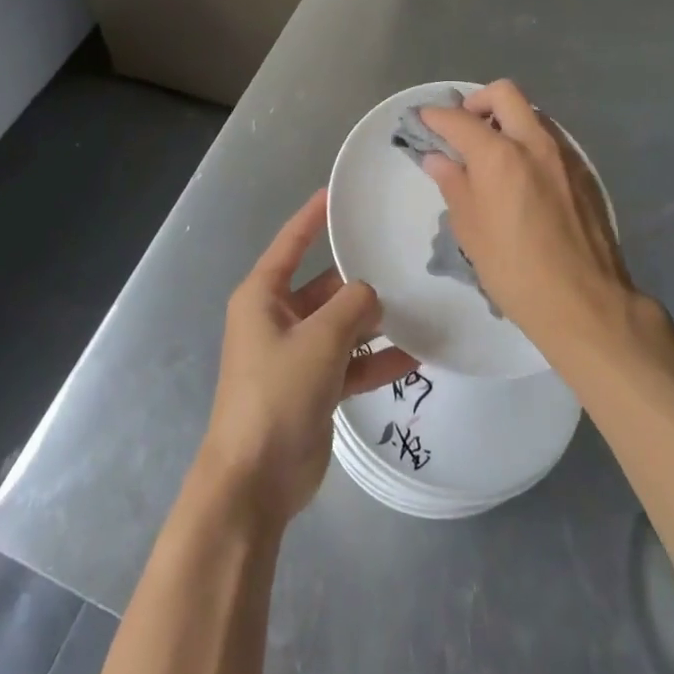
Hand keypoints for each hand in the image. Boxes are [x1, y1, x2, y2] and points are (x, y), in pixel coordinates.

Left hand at [197, 190, 417, 523]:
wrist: (256, 480)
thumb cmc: (278, 392)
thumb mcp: (320, 339)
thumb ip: (353, 306)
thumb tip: (372, 294)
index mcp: (263, 295)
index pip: (291, 243)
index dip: (313, 216)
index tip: (339, 193)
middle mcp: (278, 318)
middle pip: (324, 285)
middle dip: (358, 276)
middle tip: (401, 256)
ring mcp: (296, 354)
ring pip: (341, 325)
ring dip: (374, 321)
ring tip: (418, 303)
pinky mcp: (314, 387)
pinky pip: (350, 363)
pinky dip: (376, 360)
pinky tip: (417, 355)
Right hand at [420, 80, 634, 356]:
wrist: (584, 302)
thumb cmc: (514, 269)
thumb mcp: (470, 229)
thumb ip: (453, 183)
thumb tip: (438, 158)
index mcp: (499, 154)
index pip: (458, 119)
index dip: (434, 116)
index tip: (422, 120)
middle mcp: (534, 142)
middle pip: (503, 94)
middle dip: (477, 102)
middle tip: (463, 129)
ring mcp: (565, 154)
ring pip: (531, 113)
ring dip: (506, 120)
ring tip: (491, 154)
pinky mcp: (584, 172)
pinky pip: (550, 139)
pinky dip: (528, 142)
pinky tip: (522, 177)